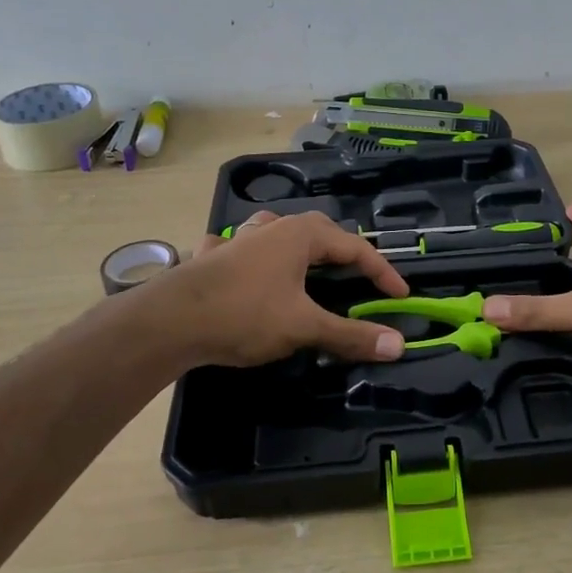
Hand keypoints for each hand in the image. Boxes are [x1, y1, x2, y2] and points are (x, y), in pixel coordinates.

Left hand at [158, 211, 409, 366]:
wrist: (171, 320)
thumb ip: (350, 335)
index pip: (355, 247)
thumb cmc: (245, 314)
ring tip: (307, 265)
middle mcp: (271, 227)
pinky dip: (252, 257)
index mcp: (300, 235)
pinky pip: (240, 249)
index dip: (382, 271)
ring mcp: (237, 239)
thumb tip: (397, 344)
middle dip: (342, 253)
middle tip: (359, 278)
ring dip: (298, 247)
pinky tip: (246, 268)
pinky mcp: (212, 257)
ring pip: (277, 233)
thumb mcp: (304, 326)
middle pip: (319, 232)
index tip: (400, 296)